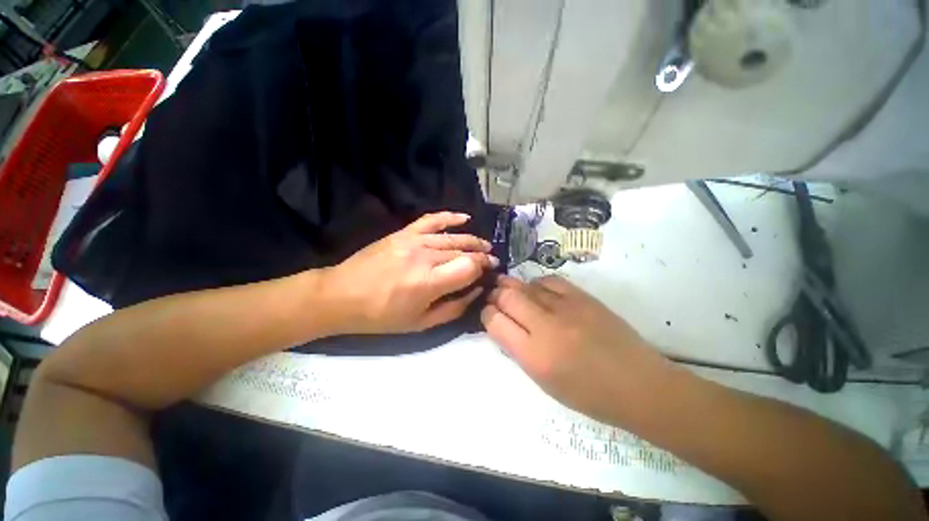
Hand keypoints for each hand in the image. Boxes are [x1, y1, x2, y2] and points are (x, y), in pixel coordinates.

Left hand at [320, 212, 497, 334]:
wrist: (341, 295)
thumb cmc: (381, 316)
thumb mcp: (421, 323)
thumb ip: (454, 308)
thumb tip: (476, 290)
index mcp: (429, 282)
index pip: (469, 267)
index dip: (483, 268)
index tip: (489, 273)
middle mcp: (424, 256)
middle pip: (463, 251)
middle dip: (482, 255)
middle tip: (491, 261)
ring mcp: (413, 240)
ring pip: (453, 237)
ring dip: (473, 241)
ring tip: (485, 246)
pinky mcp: (404, 233)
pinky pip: (432, 220)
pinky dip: (450, 217)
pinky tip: (465, 218)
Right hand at [481, 275, 671, 423]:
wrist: (639, 385)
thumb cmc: (588, 394)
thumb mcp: (543, 381)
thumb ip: (518, 348)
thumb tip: (502, 324)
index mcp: (534, 355)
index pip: (495, 321)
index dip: (486, 313)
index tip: (488, 313)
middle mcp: (546, 327)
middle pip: (506, 297)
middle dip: (495, 295)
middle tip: (495, 297)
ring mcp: (566, 308)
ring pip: (526, 285)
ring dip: (513, 287)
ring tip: (512, 291)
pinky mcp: (583, 297)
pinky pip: (549, 281)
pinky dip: (537, 285)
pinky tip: (538, 292)